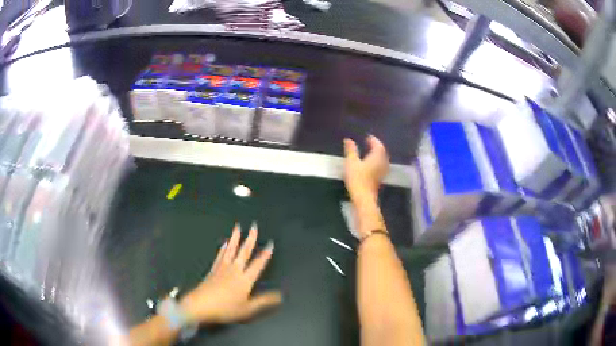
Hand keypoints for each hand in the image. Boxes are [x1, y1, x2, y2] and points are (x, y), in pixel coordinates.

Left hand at [180, 223, 280, 324]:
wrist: (201, 305)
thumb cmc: (225, 308)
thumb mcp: (248, 309)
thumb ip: (263, 301)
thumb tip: (280, 295)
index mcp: (245, 279)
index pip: (257, 264)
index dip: (265, 255)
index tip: (270, 244)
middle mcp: (234, 270)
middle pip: (243, 252)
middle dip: (250, 239)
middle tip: (253, 226)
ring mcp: (222, 268)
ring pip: (230, 250)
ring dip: (235, 238)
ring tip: (237, 227)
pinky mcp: (213, 270)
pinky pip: (220, 256)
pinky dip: (223, 248)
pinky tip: (224, 243)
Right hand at [343, 135, 389, 203]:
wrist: (363, 197)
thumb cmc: (357, 178)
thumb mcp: (351, 162)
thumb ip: (351, 150)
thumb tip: (349, 139)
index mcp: (377, 156)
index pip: (378, 145)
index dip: (373, 140)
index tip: (368, 137)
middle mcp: (382, 163)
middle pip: (382, 153)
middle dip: (377, 147)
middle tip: (371, 143)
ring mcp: (382, 172)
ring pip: (382, 160)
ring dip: (377, 155)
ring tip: (371, 153)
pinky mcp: (379, 180)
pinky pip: (380, 167)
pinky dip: (376, 163)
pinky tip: (371, 165)